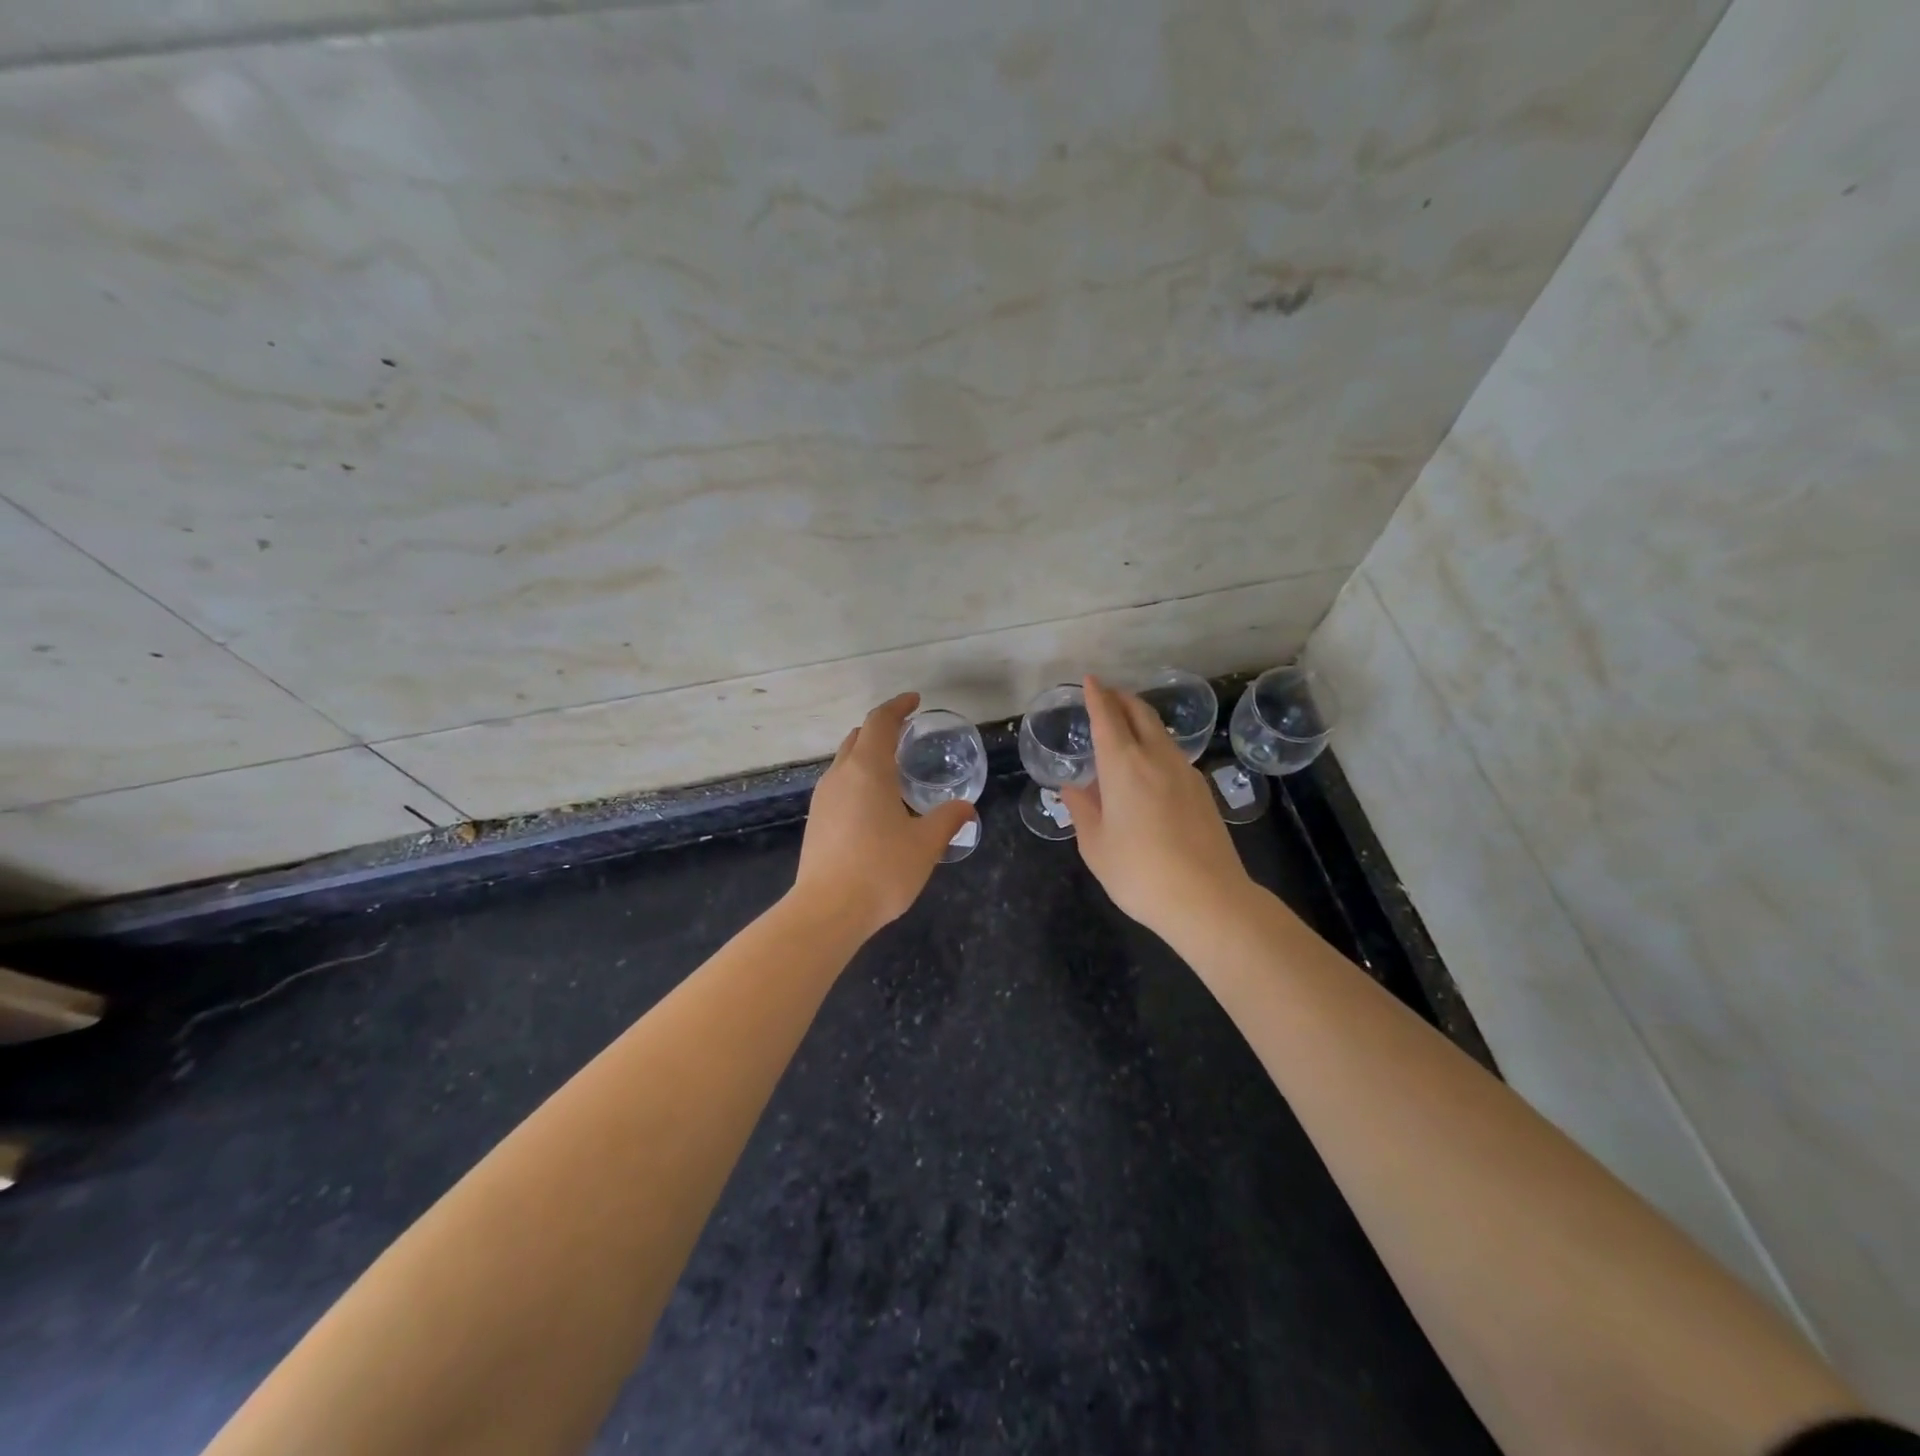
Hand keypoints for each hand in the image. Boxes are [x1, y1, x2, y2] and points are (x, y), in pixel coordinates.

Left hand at [793, 693, 976, 938]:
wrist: (828, 910)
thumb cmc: (882, 869)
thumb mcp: (926, 844)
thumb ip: (947, 820)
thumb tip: (965, 808)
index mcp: (868, 769)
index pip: (880, 722)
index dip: (898, 707)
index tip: (914, 701)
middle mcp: (840, 775)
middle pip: (858, 737)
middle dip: (882, 729)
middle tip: (907, 733)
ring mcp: (823, 798)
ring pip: (845, 761)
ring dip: (867, 755)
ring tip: (893, 769)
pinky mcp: (816, 820)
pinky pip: (839, 784)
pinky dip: (857, 778)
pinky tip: (874, 803)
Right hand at [1061, 676, 1253, 944]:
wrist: (1208, 899)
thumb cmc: (1139, 872)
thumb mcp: (1096, 845)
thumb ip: (1082, 810)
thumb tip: (1072, 788)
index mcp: (1123, 766)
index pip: (1107, 718)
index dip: (1096, 696)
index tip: (1089, 680)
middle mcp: (1156, 758)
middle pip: (1140, 714)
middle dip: (1121, 698)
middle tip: (1106, 695)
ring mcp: (1186, 772)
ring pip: (1160, 732)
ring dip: (1141, 720)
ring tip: (1125, 727)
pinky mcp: (1203, 791)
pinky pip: (1173, 754)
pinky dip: (1156, 745)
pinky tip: (1149, 766)